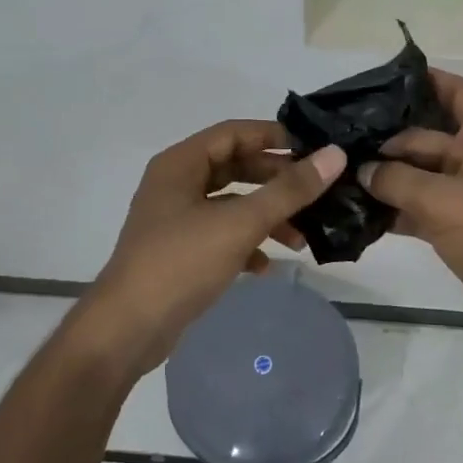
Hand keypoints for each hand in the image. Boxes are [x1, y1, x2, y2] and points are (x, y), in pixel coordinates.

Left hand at [86, 121, 345, 380]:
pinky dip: (246, 244)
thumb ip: (289, 189)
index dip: (274, 137)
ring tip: (301, 239)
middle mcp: (176, 184)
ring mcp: (176, 219)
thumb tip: (335, 155)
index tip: (314, 150)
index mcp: (181, 164)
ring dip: (266, 217)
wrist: (127, 329)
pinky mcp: (179, 251)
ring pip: (231, 204)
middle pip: (235, 167)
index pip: (234, 132)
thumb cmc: (180, 263)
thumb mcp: (240, 223)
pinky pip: (221, 235)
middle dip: (276, 181)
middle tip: (315, 192)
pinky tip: (266, 266)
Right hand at [359, 70, 462, 344]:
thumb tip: (362, 170)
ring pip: (423, 177)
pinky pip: (425, 210)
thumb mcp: (444, 201)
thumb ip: (398, 181)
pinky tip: (363, 215)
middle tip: (342, 144)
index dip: (430, 79)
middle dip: (390, 141)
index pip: (459, 93)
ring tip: (343, 176)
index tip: (389, 77)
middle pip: (429, 139)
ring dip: (389, 179)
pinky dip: (399, 211)